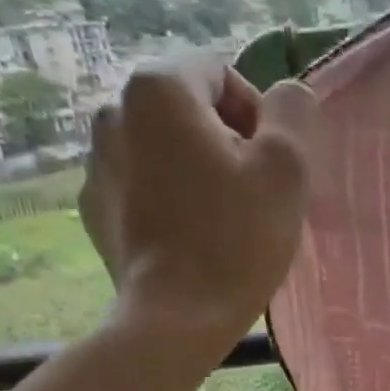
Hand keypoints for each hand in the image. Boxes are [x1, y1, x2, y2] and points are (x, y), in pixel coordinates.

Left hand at [79, 56, 319, 338]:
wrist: (178, 319)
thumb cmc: (237, 238)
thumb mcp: (287, 167)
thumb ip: (293, 112)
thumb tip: (286, 95)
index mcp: (158, 88)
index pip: (221, 72)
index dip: (258, 115)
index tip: (270, 166)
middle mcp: (113, 111)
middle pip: (190, 110)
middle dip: (227, 142)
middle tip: (253, 195)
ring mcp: (96, 162)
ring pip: (166, 149)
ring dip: (198, 170)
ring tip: (223, 221)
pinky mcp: (97, 208)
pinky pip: (144, 185)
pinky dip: (170, 200)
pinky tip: (192, 239)